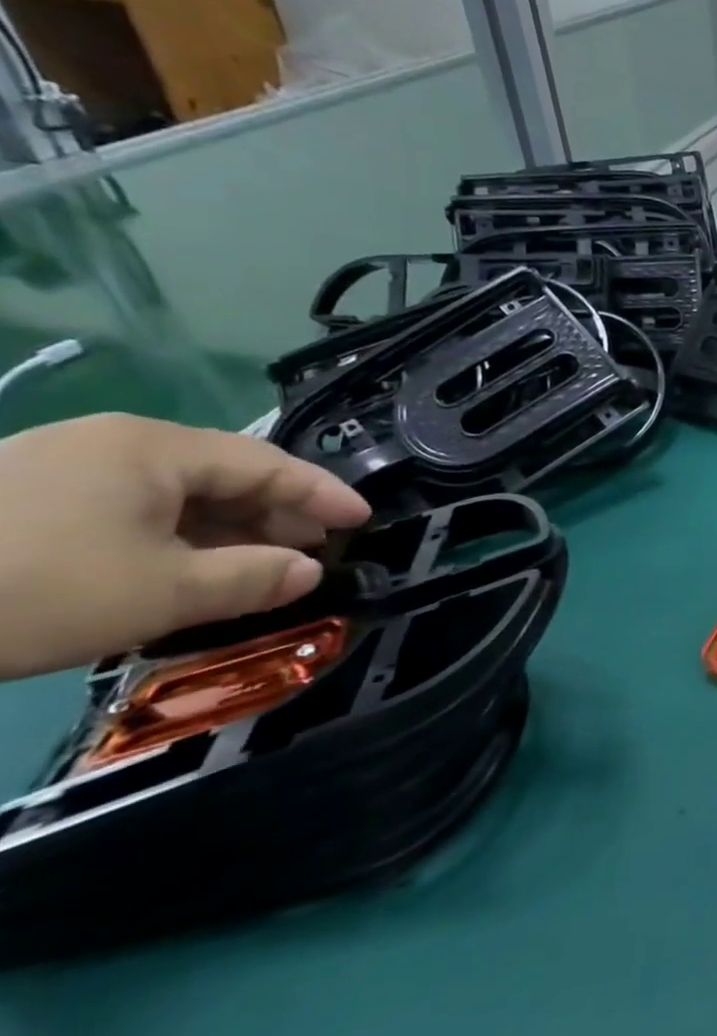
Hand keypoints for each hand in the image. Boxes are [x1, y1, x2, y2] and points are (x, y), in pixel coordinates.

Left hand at [0, 414, 370, 678]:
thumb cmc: (30, 588)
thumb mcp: (160, 593)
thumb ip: (253, 578)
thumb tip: (310, 570)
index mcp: (154, 447)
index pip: (268, 464)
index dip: (323, 494)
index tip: (364, 521)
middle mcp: (113, 442)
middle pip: (223, 473)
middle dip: (274, 515)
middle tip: (312, 552)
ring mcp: (59, 464)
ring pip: (174, 493)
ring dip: (223, 530)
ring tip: (254, 567)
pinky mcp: (20, 496)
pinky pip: (127, 508)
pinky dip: (171, 536)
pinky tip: (181, 568)